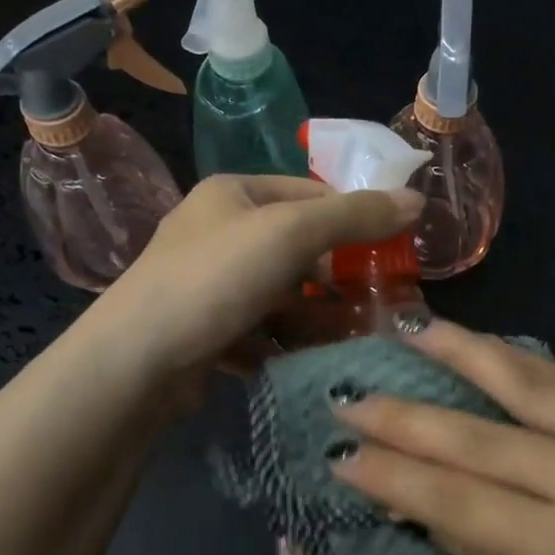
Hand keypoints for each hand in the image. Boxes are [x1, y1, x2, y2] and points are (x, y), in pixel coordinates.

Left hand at [99, 174, 422, 376]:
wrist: (136, 361)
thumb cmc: (216, 279)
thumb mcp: (291, 233)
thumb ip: (355, 215)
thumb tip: (417, 199)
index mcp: (233, 194)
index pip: (311, 194)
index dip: (355, 218)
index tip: (393, 252)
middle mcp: (218, 232)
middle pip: (297, 248)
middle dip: (338, 276)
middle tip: (380, 302)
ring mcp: (208, 284)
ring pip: (281, 294)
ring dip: (317, 314)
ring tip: (356, 337)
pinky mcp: (205, 330)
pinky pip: (260, 329)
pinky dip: (286, 342)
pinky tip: (310, 359)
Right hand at [331, 321, 554, 554]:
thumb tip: (427, 505)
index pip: (464, 500)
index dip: (395, 474)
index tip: (341, 451)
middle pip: (489, 436)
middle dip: (410, 414)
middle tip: (353, 393)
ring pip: (538, 386)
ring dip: (469, 354)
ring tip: (416, 329)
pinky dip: (526, 369)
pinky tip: (490, 352)